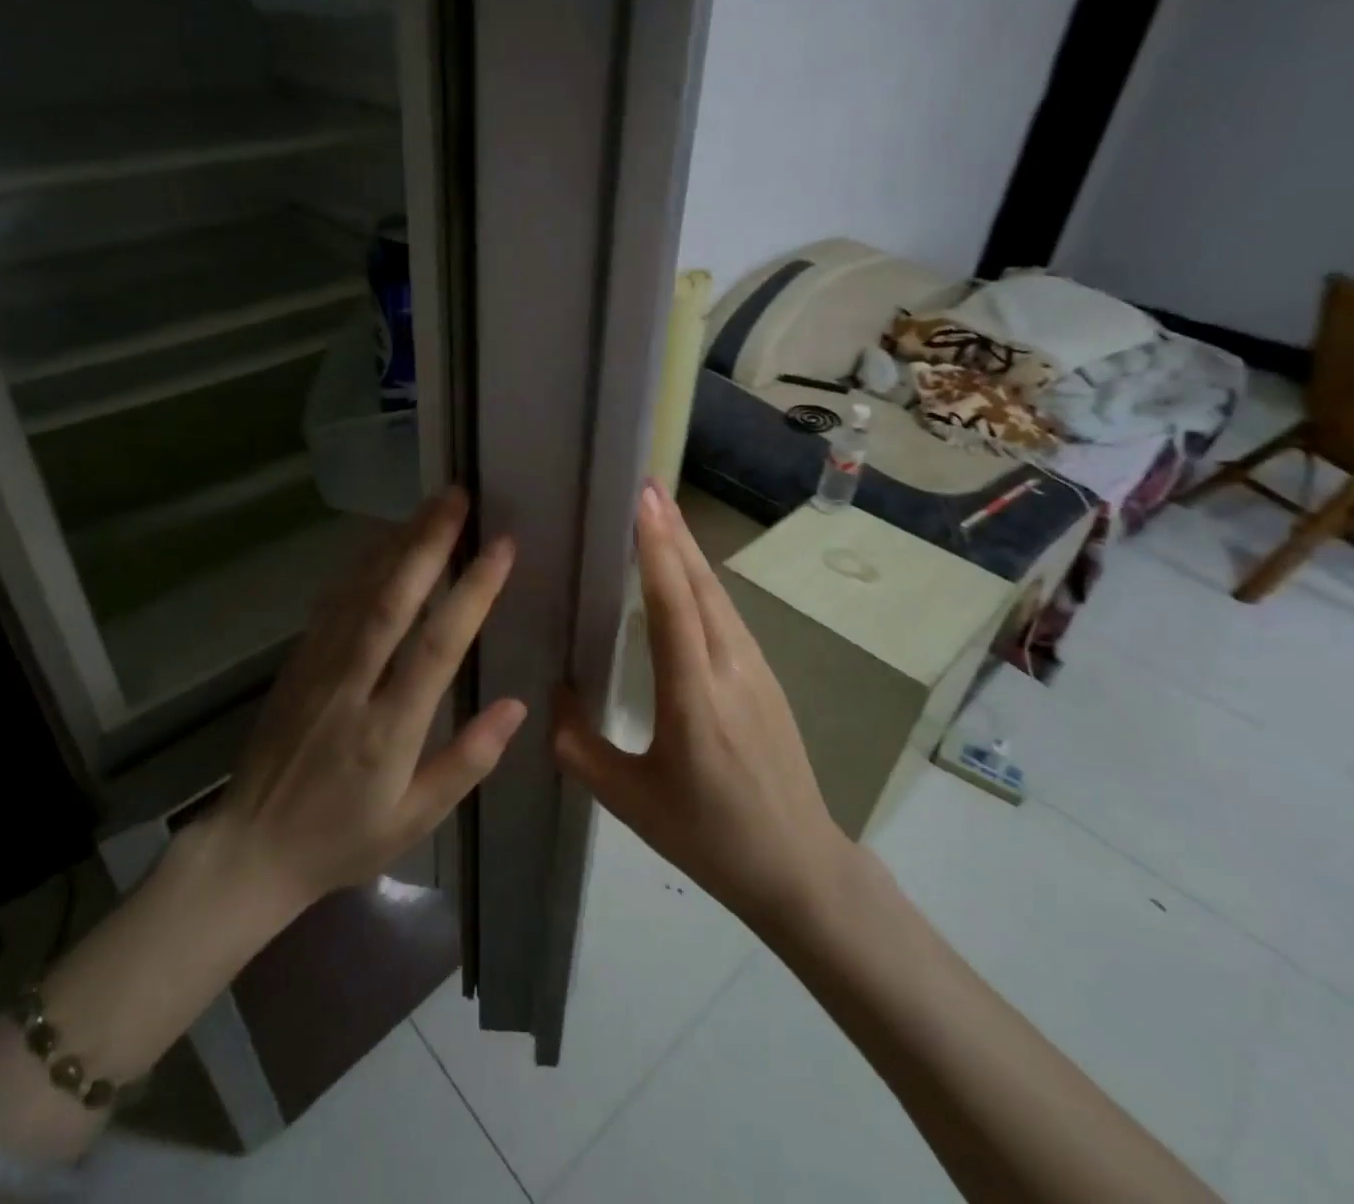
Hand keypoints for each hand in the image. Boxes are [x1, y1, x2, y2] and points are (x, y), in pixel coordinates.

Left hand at [212, 487, 527, 913]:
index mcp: (389, 730)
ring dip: (397, 544)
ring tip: (430, 507)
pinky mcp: (297, 662)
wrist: (249, 849)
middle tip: (457, 497)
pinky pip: (333, 603)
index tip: (502, 547)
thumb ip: (468, 761)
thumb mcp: (416, 819)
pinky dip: (362, 566)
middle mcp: (352, 686)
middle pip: (392, 600)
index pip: (438, 646)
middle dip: (427, 543)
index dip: (472, 592)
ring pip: (359, 592)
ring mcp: (317, 668)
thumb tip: (518, 706)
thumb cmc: (342, 839)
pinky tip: (382, 543)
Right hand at [554, 479, 850, 929]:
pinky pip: (727, 615)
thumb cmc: (708, 836)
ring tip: (659, 515)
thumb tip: (554, 692)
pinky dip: (701, 581)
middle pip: (701, 584)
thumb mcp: (628, 800)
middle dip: (672, 531)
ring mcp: (756, 669)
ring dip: (688, 551)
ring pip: (717, 595)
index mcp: (694, 698)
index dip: (656, 548)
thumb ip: (579, 745)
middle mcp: (731, 669)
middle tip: (645, 486)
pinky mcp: (766, 676)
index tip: (641, 499)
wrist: (798, 866)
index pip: (673, 605)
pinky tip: (684, 575)